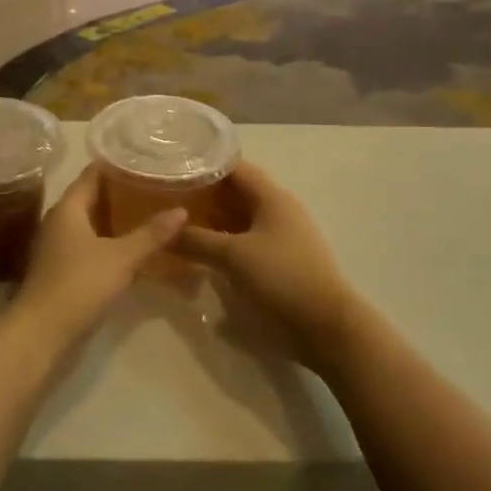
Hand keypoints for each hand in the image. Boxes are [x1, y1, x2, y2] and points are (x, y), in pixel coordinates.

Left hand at [7, 164, 184, 350]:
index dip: (115, 164)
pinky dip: (105, 238)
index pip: (92, 174)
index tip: (142, 159)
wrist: (42, 330)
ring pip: (88, 221)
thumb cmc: (79, 283)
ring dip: (112, 217)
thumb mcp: (122, 257)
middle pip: (89, 196)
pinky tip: (127, 246)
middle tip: (151, 185)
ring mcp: (55, 245)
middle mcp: (58, 219)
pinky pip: (85, 242)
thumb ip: (151, 234)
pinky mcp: (58, 267)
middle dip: (118, 191)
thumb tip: (182, 210)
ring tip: (144, 212)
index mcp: (68, 207)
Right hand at [171, 163, 364, 369]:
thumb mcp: (232, 256)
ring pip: (241, 218)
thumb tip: (163, 233)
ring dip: (213, 219)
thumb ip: (196, 240)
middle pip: (237, 191)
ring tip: (178, 222)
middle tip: (168, 195)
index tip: (174, 166)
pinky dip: (225, 240)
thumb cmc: (281, 278)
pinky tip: (202, 250)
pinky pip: (246, 240)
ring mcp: (282, 235)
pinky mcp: (282, 260)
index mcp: (272, 196)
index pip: (234, 166)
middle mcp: (279, 209)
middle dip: (204, 193)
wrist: (326, 327)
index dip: (204, 163)